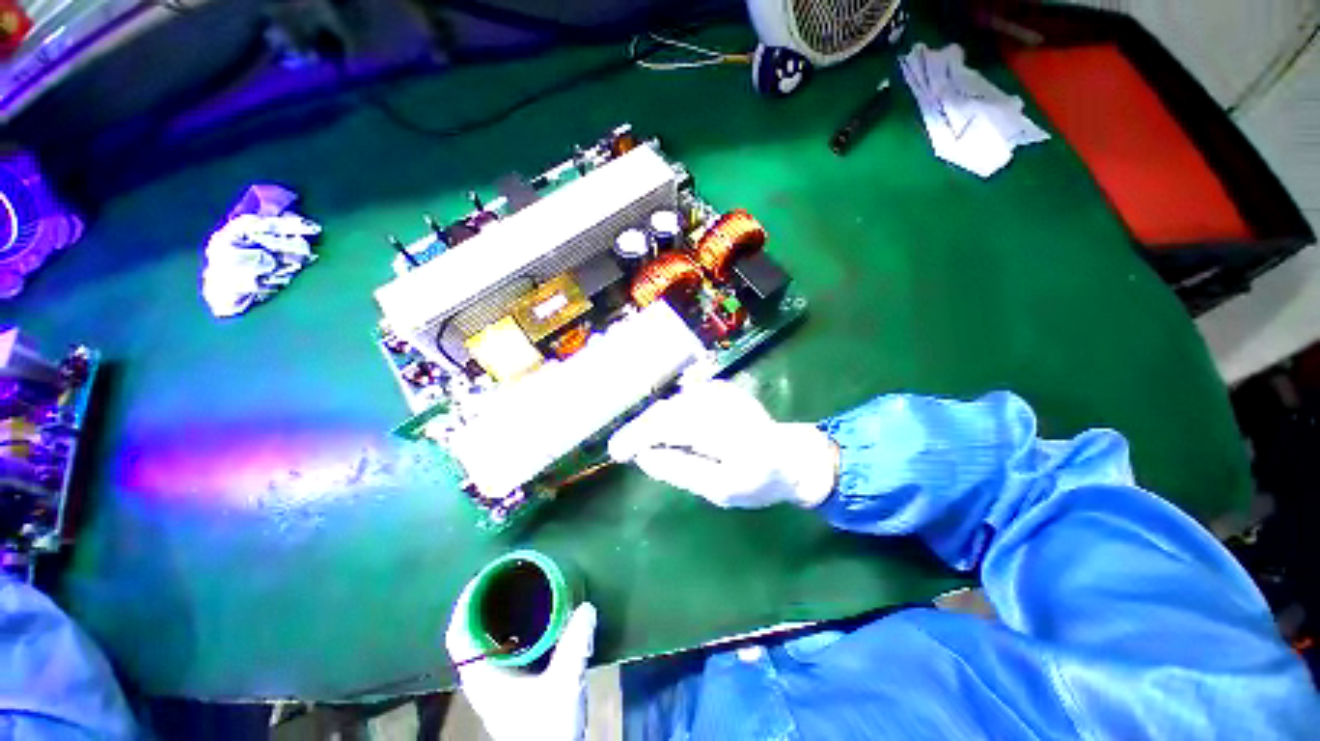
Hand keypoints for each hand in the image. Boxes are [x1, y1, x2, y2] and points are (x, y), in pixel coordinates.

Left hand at [445, 582, 597, 740]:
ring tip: (520, 586)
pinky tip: (533, 617)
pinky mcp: (509, 685)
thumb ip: (574, 645)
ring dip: (497, 612)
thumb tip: (587, 605)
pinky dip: (510, 627)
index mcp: (481, 676)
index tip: (484, 574)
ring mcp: (494, 682)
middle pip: (471, 631)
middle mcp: (482, 676)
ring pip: (486, 639)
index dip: (465, 603)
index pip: (458, 634)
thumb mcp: (562, 684)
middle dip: (485, 600)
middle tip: (509, 573)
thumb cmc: (545, 727)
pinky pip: (501, 646)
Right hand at [608, 381, 837, 508]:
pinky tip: (667, 431)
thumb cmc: (759, 482)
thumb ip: (680, 470)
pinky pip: (682, 399)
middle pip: (665, 411)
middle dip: (640, 430)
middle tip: (623, 450)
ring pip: (671, 403)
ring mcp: (720, 390)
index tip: (616, 453)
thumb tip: (642, 456)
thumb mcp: (721, 490)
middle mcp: (720, 402)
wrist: (790, 456)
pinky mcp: (719, 387)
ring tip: (643, 444)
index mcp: (725, 432)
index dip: (637, 436)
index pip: (668, 426)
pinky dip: (668, 415)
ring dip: (653, 423)